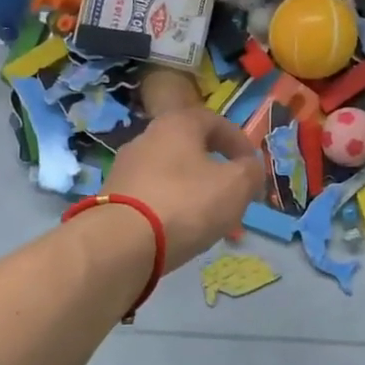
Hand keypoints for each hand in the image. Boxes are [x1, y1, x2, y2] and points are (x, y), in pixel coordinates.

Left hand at [103, 106, 266, 266]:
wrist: (121, 243)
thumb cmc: (186, 203)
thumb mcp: (236, 186)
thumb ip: (251, 172)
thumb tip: (249, 167)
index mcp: (176, 124)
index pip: (214, 121)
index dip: (239, 142)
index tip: (252, 167)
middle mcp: (146, 138)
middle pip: (189, 148)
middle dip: (215, 169)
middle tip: (232, 194)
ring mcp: (125, 168)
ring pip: (170, 174)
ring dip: (192, 190)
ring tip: (208, 218)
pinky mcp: (112, 197)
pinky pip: (151, 196)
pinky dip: (170, 207)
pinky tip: (179, 229)